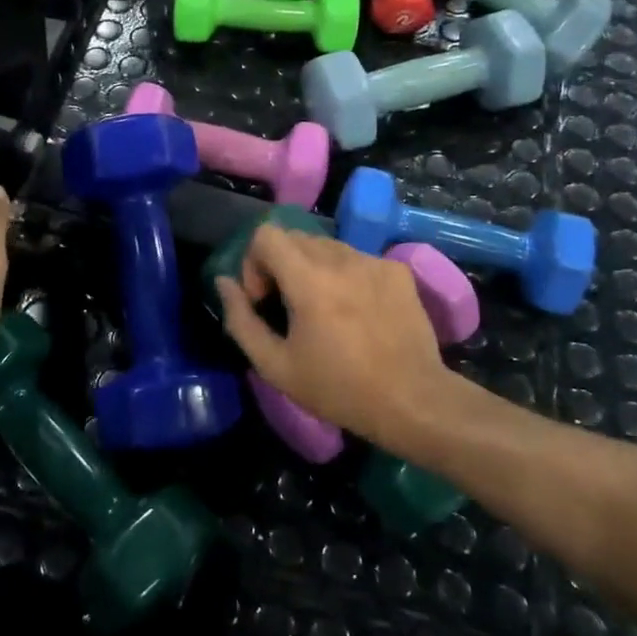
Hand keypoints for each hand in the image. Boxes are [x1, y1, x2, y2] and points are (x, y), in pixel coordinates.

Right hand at [215, 224, 453, 450]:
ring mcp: (373, 261)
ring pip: (327, 246)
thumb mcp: (275, 366)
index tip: (265, 299)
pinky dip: (346, 276)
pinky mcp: (398, 271)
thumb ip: (241, 320)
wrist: (412, 401)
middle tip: (289, 307)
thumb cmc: (338, 389)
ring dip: (313, 269)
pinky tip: (357, 312)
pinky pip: (358, 259)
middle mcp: (341, 258)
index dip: (255, 262)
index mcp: (308, 278)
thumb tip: (224, 283)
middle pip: (295, 237)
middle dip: (281, 265)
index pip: (266, 234)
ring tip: (325, 310)